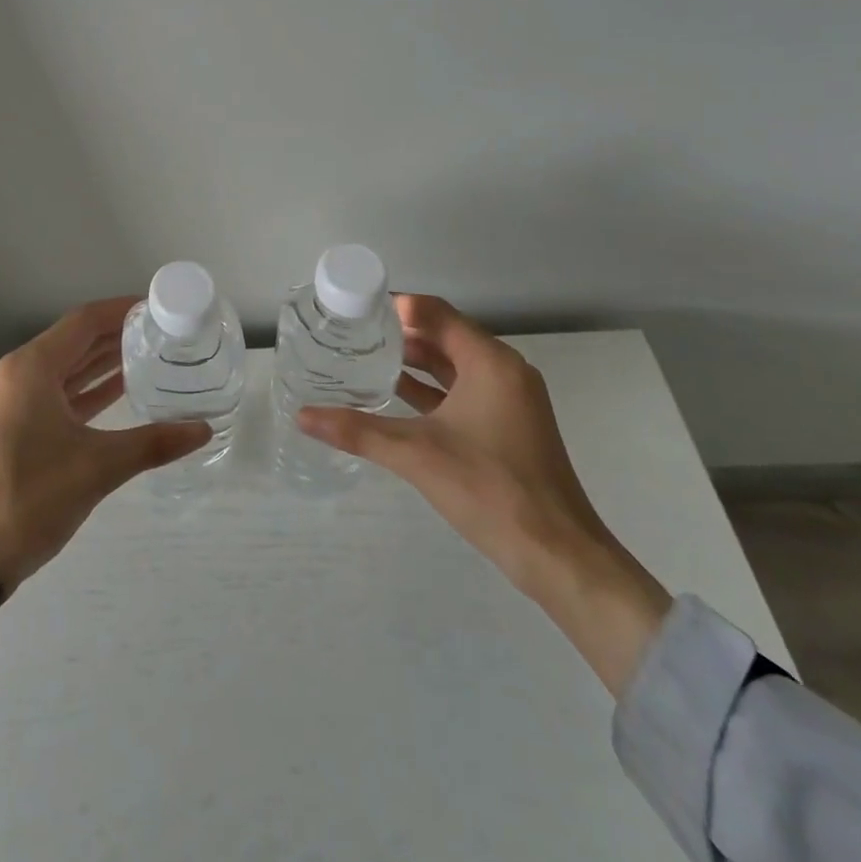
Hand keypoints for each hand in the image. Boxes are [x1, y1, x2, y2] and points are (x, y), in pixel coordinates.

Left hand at [0, 297, 211, 655]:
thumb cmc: (28, 502)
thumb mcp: (97, 468)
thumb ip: (153, 443)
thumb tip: (203, 429)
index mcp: (28, 369)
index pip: (83, 322)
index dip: (121, 310)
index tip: (158, 308)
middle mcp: (12, 374)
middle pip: (72, 341)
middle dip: (115, 336)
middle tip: (161, 333)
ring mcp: (4, 400)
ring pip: (61, 368)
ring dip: (100, 363)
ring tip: (147, 356)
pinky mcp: (4, 425)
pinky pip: (50, 393)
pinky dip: (82, 390)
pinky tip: (116, 392)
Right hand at [297, 294, 672, 694]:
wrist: (558, 555)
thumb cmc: (491, 489)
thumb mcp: (417, 455)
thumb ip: (358, 431)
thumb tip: (303, 416)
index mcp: (490, 362)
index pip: (435, 313)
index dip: (395, 306)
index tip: (355, 309)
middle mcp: (504, 370)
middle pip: (444, 335)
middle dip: (399, 333)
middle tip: (351, 332)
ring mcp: (509, 399)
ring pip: (453, 365)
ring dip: (413, 361)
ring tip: (364, 357)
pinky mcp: (507, 425)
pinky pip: (462, 391)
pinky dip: (430, 389)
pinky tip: (393, 395)